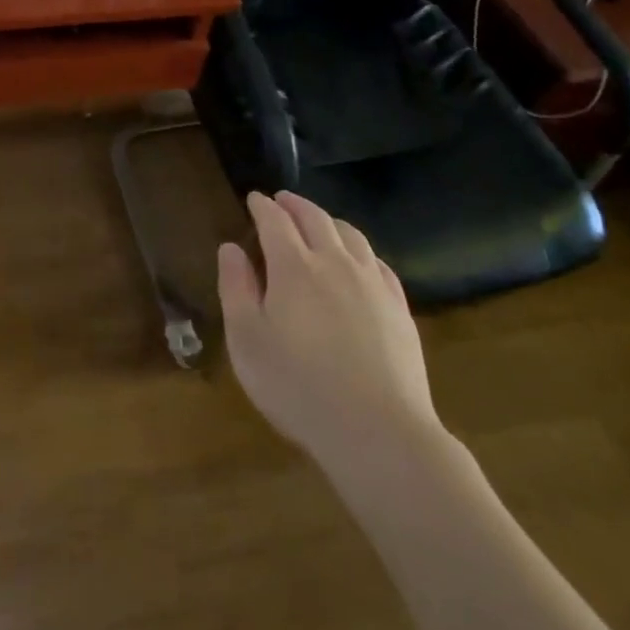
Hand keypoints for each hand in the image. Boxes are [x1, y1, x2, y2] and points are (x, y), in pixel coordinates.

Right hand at [218, 191, 443, 482]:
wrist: (378, 431)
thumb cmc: (298, 386)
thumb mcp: (247, 340)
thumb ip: (236, 288)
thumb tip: (231, 248)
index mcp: (293, 266)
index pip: (274, 220)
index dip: (262, 206)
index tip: (254, 198)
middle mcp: (334, 262)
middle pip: (315, 218)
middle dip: (295, 204)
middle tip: (282, 199)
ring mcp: (372, 283)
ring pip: (351, 235)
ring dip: (329, 220)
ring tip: (319, 222)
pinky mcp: (398, 308)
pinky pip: (378, 262)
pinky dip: (361, 250)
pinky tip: (359, 260)